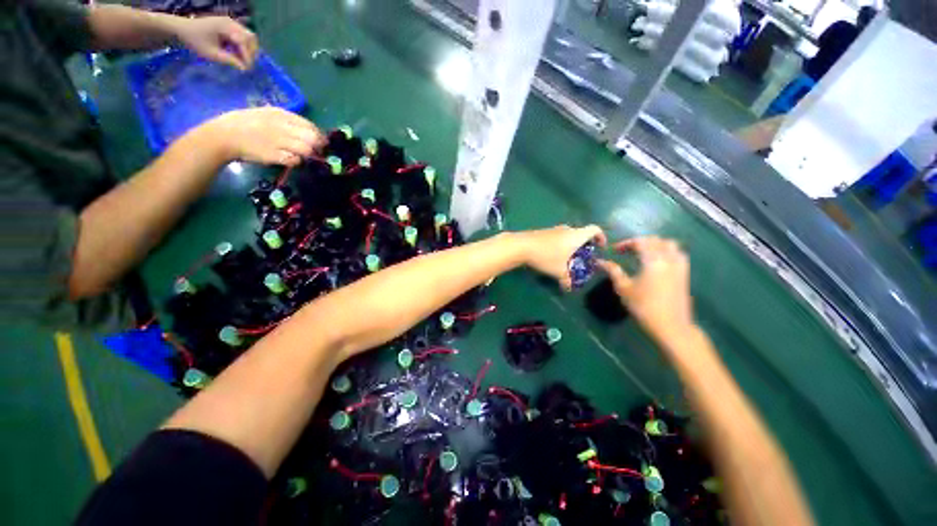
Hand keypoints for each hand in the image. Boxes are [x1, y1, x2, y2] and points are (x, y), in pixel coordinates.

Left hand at [175, 16, 258, 69]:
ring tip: (243, 59)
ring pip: (248, 36)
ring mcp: (230, 22)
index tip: (246, 69)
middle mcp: (230, 22)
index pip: (243, 42)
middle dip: (251, 51)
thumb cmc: (195, 40)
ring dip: (248, 48)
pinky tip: (238, 52)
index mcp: (225, 27)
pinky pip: (243, 35)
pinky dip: (243, 45)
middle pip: (250, 37)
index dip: (247, 56)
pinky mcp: (229, 25)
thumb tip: (243, 68)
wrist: (183, 27)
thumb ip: (228, 60)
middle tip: (247, 63)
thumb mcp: (211, 53)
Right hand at [203, 107, 325, 165]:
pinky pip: (294, 160)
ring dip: (308, 154)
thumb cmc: (244, 124)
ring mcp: (278, 141)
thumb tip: (308, 131)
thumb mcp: (266, 114)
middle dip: (318, 146)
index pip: (309, 125)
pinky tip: (291, 159)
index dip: (319, 135)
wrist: (223, 135)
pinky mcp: (273, 155)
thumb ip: (286, 121)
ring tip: (303, 155)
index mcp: (280, 114)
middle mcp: (282, 126)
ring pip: (306, 150)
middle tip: (317, 151)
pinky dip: (296, 161)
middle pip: (312, 138)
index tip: (321, 142)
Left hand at [517, 225, 605, 290]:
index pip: (595, 229)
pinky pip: (557, 236)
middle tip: (583, 256)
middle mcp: (566, 229)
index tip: (601, 246)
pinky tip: (552, 255)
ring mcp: (553, 229)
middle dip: (584, 244)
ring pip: (567, 234)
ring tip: (567, 258)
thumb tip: (570, 288)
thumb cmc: (546, 256)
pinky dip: (560, 244)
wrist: (521, 246)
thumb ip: (567, 280)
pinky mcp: (543, 232)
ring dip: (570, 244)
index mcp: (576, 236)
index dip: (601, 236)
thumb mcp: (559, 271)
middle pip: (581, 232)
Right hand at [596, 237, 693, 340]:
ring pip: (670, 245)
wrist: (671, 326)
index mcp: (653, 261)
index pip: (640, 242)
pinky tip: (658, 262)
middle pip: (656, 240)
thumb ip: (613, 271)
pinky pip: (678, 254)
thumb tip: (600, 261)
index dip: (626, 243)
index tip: (614, 250)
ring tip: (644, 253)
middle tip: (627, 250)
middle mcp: (668, 259)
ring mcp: (680, 266)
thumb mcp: (624, 288)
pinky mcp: (684, 274)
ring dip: (656, 244)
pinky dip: (667, 252)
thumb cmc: (643, 307)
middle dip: (640, 242)